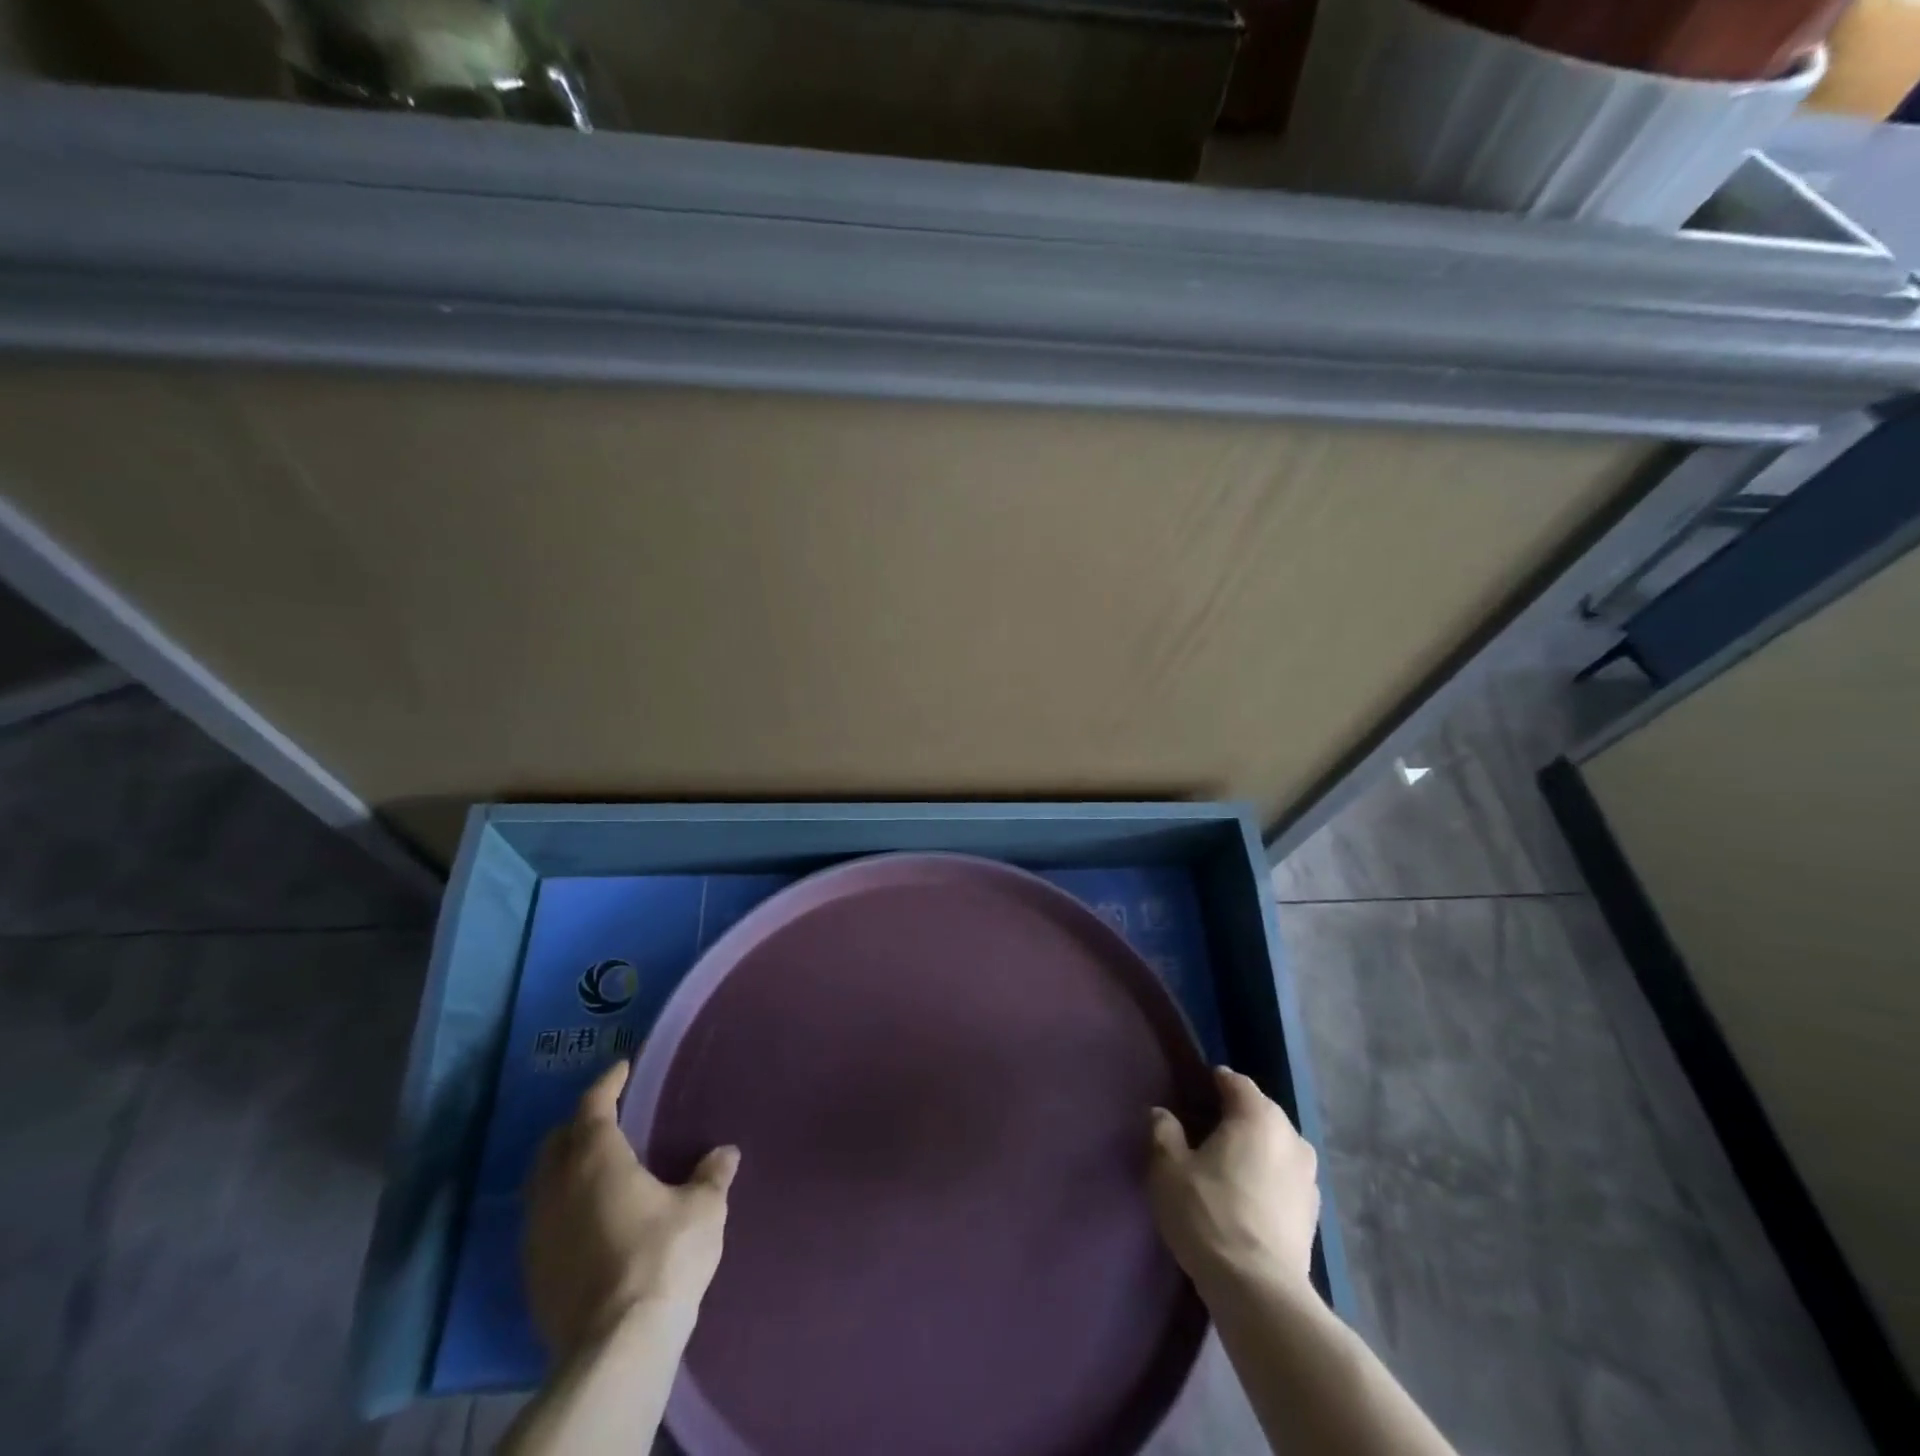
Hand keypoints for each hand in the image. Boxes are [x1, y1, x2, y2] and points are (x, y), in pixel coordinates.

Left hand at [523, 1060, 739, 1360]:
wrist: (616, 1348)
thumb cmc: (663, 1258)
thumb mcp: (703, 1209)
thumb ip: (712, 1175)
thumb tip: (725, 1153)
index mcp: (597, 1160)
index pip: (593, 1105)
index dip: (608, 1083)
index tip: (622, 1068)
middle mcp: (557, 1188)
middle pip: (556, 1142)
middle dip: (579, 1123)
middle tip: (608, 1116)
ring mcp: (538, 1234)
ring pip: (542, 1183)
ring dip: (565, 1166)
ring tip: (597, 1167)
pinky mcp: (533, 1274)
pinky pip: (542, 1221)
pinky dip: (561, 1205)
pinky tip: (587, 1218)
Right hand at [1148, 1066, 1320, 1296]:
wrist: (1259, 1291)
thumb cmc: (1209, 1214)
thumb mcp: (1168, 1168)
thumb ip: (1164, 1132)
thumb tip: (1162, 1114)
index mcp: (1258, 1115)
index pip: (1235, 1082)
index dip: (1212, 1084)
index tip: (1191, 1097)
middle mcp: (1291, 1136)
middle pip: (1259, 1112)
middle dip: (1234, 1117)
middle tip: (1203, 1134)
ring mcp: (1308, 1176)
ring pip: (1275, 1146)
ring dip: (1254, 1150)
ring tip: (1226, 1168)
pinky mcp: (1313, 1213)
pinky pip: (1285, 1178)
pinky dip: (1267, 1179)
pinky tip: (1246, 1199)